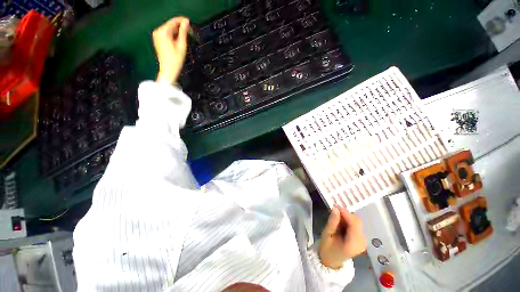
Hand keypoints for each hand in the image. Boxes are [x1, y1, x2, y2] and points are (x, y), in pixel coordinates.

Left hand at [153, 17, 189, 84]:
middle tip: (190, 31)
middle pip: (170, 25)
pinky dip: (173, 35)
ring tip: (186, 36)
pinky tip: (179, 39)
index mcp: (163, 31)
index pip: (173, 21)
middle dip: (180, 27)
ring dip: (177, 31)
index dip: (182, 21)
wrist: (168, 70)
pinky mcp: (157, 40)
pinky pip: (166, 34)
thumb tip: (186, 22)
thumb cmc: (176, 59)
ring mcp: (157, 35)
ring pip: (169, 29)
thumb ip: (183, 32)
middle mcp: (158, 31)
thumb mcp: (182, 45)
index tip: (190, 22)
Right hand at [318, 206, 365, 268]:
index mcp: (353, 244)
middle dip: (345, 214)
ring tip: (335, 219)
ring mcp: (362, 240)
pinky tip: (340, 223)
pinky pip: (355, 225)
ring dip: (346, 217)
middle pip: (357, 221)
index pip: (354, 224)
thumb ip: (332, 222)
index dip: (346, 213)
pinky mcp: (361, 239)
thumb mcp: (326, 235)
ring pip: (356, 221)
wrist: (331, 261)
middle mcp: (361, 242)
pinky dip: (347, 221)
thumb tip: (335, 208)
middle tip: (333, 211)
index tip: (335, 205)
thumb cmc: (327, 248)